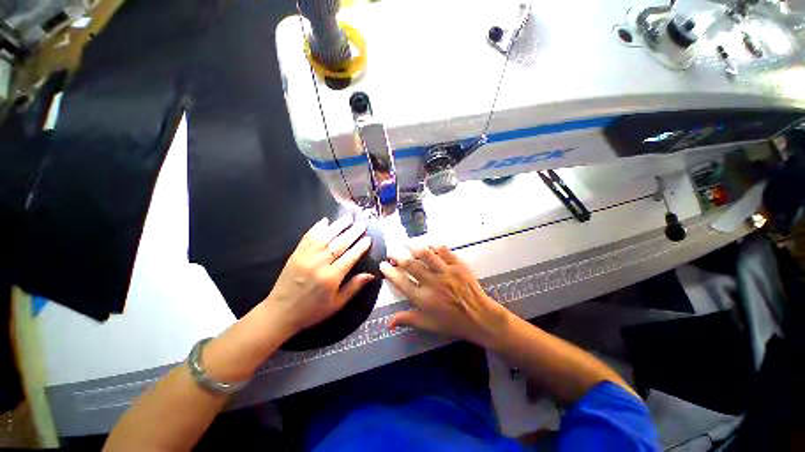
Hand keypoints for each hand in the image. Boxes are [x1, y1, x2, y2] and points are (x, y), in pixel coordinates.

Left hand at [264, 215, 373, 336]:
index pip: (350, 257)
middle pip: (339, 244)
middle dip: (352, 232)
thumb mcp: (337, 304)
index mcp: (331, 278)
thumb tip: (371, 274)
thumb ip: (354, 287)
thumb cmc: (312, 310)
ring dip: (338, 226)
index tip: (368, 238)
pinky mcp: (296, 254)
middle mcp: (319, 264)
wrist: (280, 312)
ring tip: (348, 218)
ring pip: (325, 237)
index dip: (361, 247)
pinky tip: (325, 221)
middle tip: (362, 224)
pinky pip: (308, 237)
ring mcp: (306, 257)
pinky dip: (317, 228)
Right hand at [380, 245, 510, 348]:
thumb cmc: (452, 322)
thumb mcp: (428, 324)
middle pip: (410, 265)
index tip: (383, 265)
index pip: (400, 282)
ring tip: (407, 244)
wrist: (479, 317)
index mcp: (423, 298)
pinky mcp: (457, 266)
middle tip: (391, 252)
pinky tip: (429, 245)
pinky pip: (444, 251)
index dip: (389, 272)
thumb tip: (387, 324)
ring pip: (426, 254)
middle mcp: (432, 283)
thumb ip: (407, 320)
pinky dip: (434, 246)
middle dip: (397, 256)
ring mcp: (445, 272)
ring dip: (413, 247)